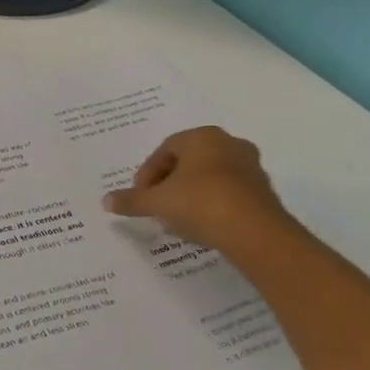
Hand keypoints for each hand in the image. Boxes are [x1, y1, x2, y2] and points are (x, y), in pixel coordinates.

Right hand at [102, 126, 294, 256]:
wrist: (255, 232)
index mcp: (203, 136)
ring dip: (190, 194)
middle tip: (157, 205)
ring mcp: (250, 167)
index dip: (147, 174)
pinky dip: (212, 204)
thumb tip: (106, 201)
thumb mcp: (157, 202)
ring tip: (178, 218)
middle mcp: (229, 144)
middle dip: (169, 183)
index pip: (165, 150)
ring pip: (209, 177)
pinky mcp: (263, 191)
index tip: (141, 196)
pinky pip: (228, 193)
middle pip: (188, 162)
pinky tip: (202, 225)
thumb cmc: (200, 203)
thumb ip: (132, 200)